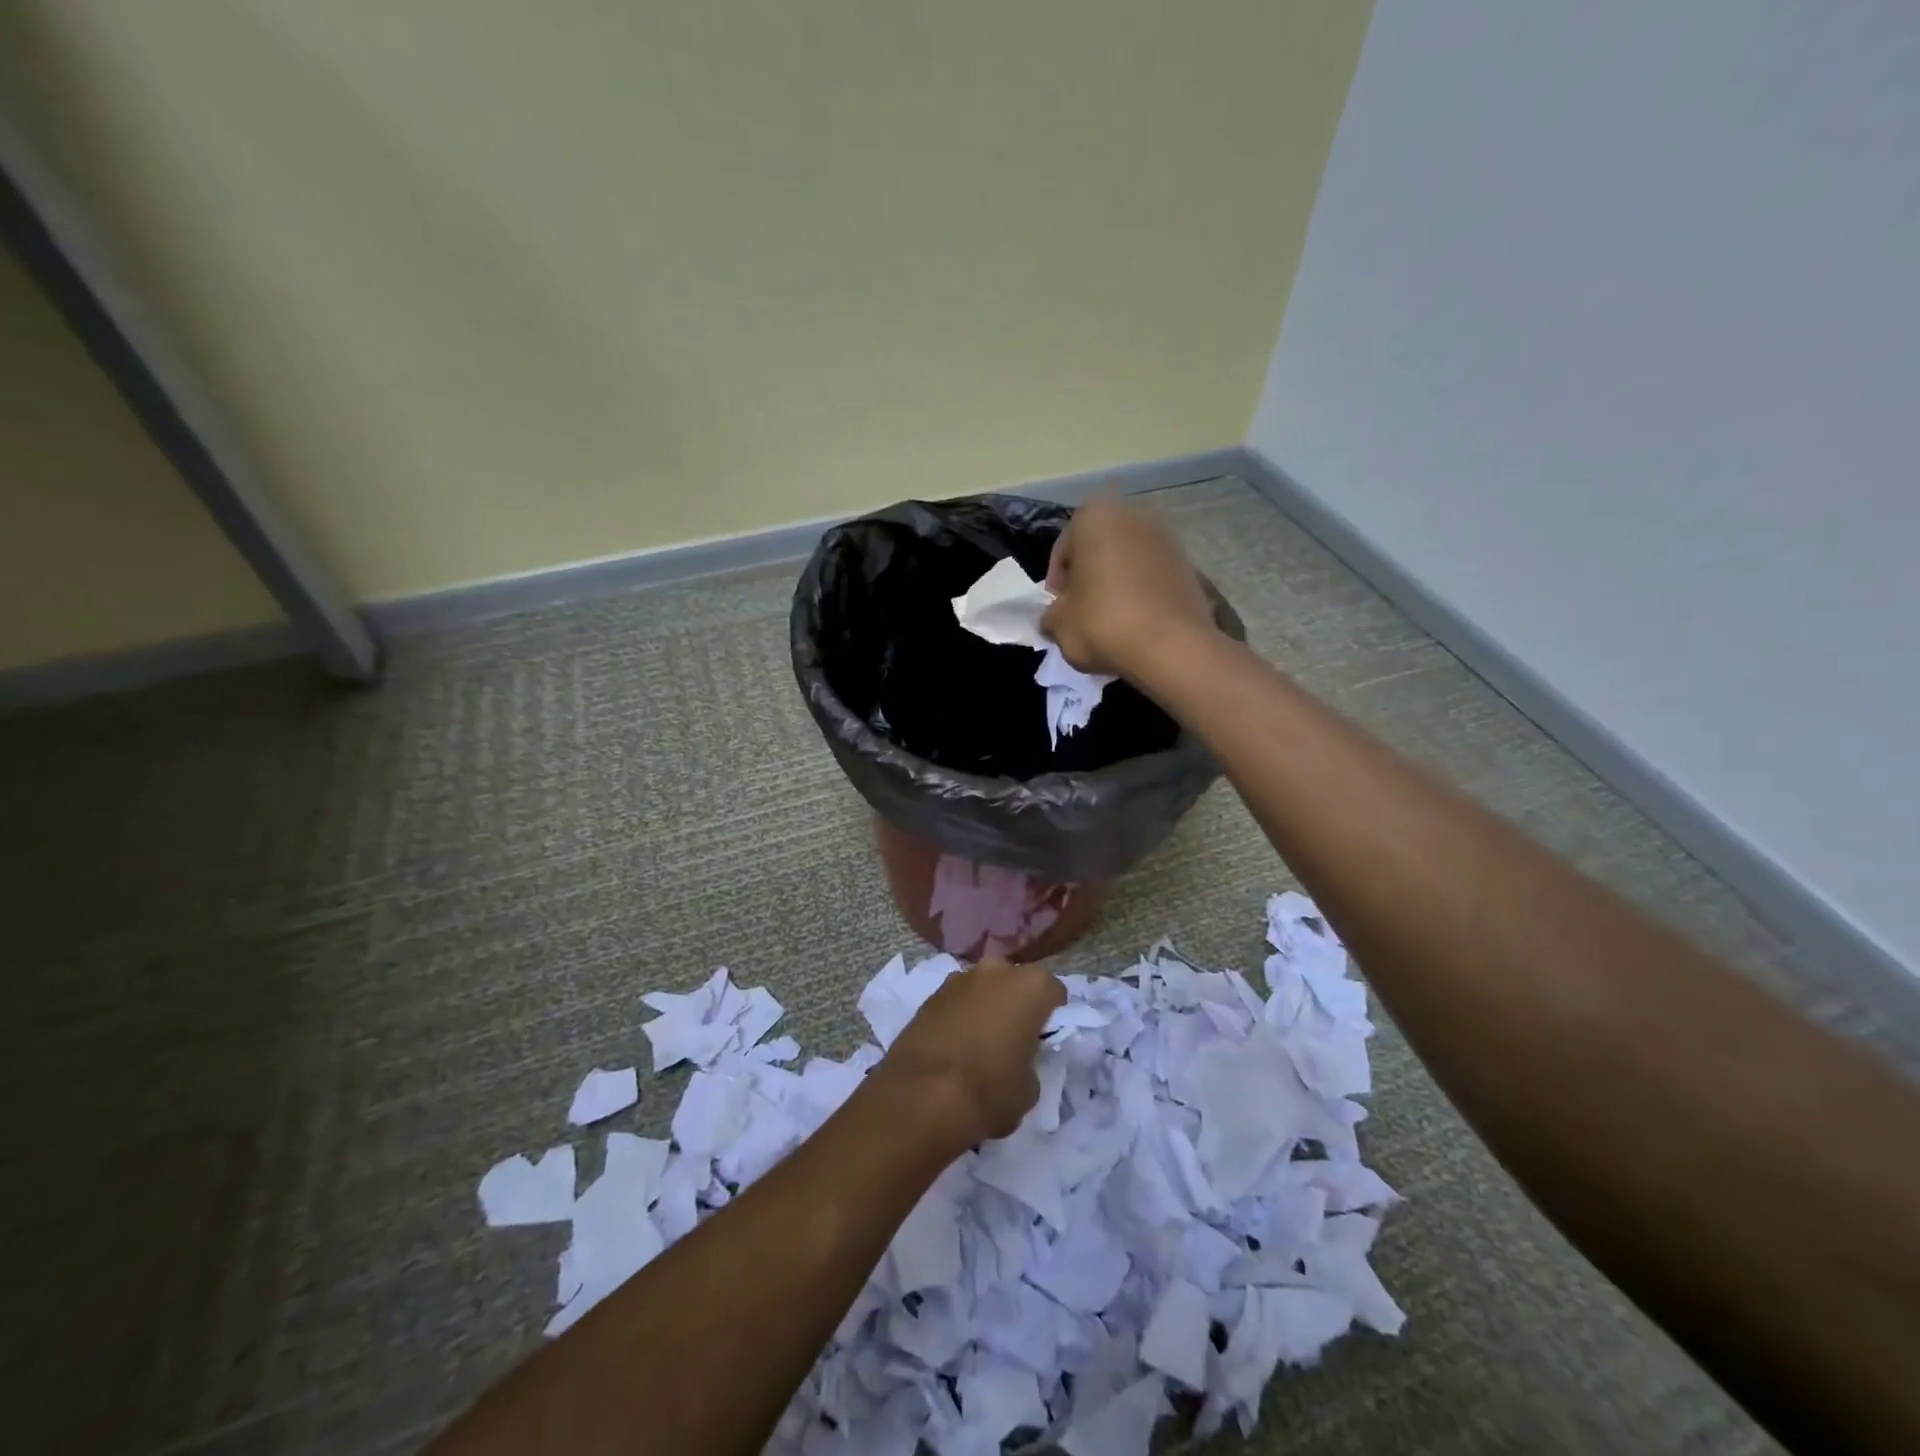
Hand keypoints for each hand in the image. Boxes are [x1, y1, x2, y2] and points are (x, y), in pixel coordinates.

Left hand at [876, 960, 1065, 1146]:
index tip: (1044, 1040)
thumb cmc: (988, 1091)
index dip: (1052, 1016)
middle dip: (1015, 1004)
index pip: (1054, 992)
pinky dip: (959, 1017)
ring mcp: (958, 979)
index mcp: (1031, 986)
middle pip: (1015, 982)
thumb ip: (1031, 1063)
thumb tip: (1017, 1060)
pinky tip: (953, 1048)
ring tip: (978, 1045)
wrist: (920, 1096)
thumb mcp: (1029, 1089)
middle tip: (1013, 1038)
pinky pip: (956, 1002)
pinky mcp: (929, 995)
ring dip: (984, 1007)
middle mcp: (996, 970)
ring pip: (982, 989)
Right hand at [1041, 495, 1217, 677]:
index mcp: (1096, 516)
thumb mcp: (1058, 624)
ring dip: (1116, 586)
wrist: (1172, 647)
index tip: (1059, 610)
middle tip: (1081, 613)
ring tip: (1110, 622)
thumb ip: (1050, 615)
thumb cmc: (1103, 623)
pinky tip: (1137, 624)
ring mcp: (1168, 539)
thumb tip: (1054, 619)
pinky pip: (1153, 578)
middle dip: (1089, 578)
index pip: (1063, 550)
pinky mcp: (1190, 566)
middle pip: (1098, 551)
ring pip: (1127, 563)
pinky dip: (1142, 595)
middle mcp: (1134, 515)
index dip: (1057, 583)